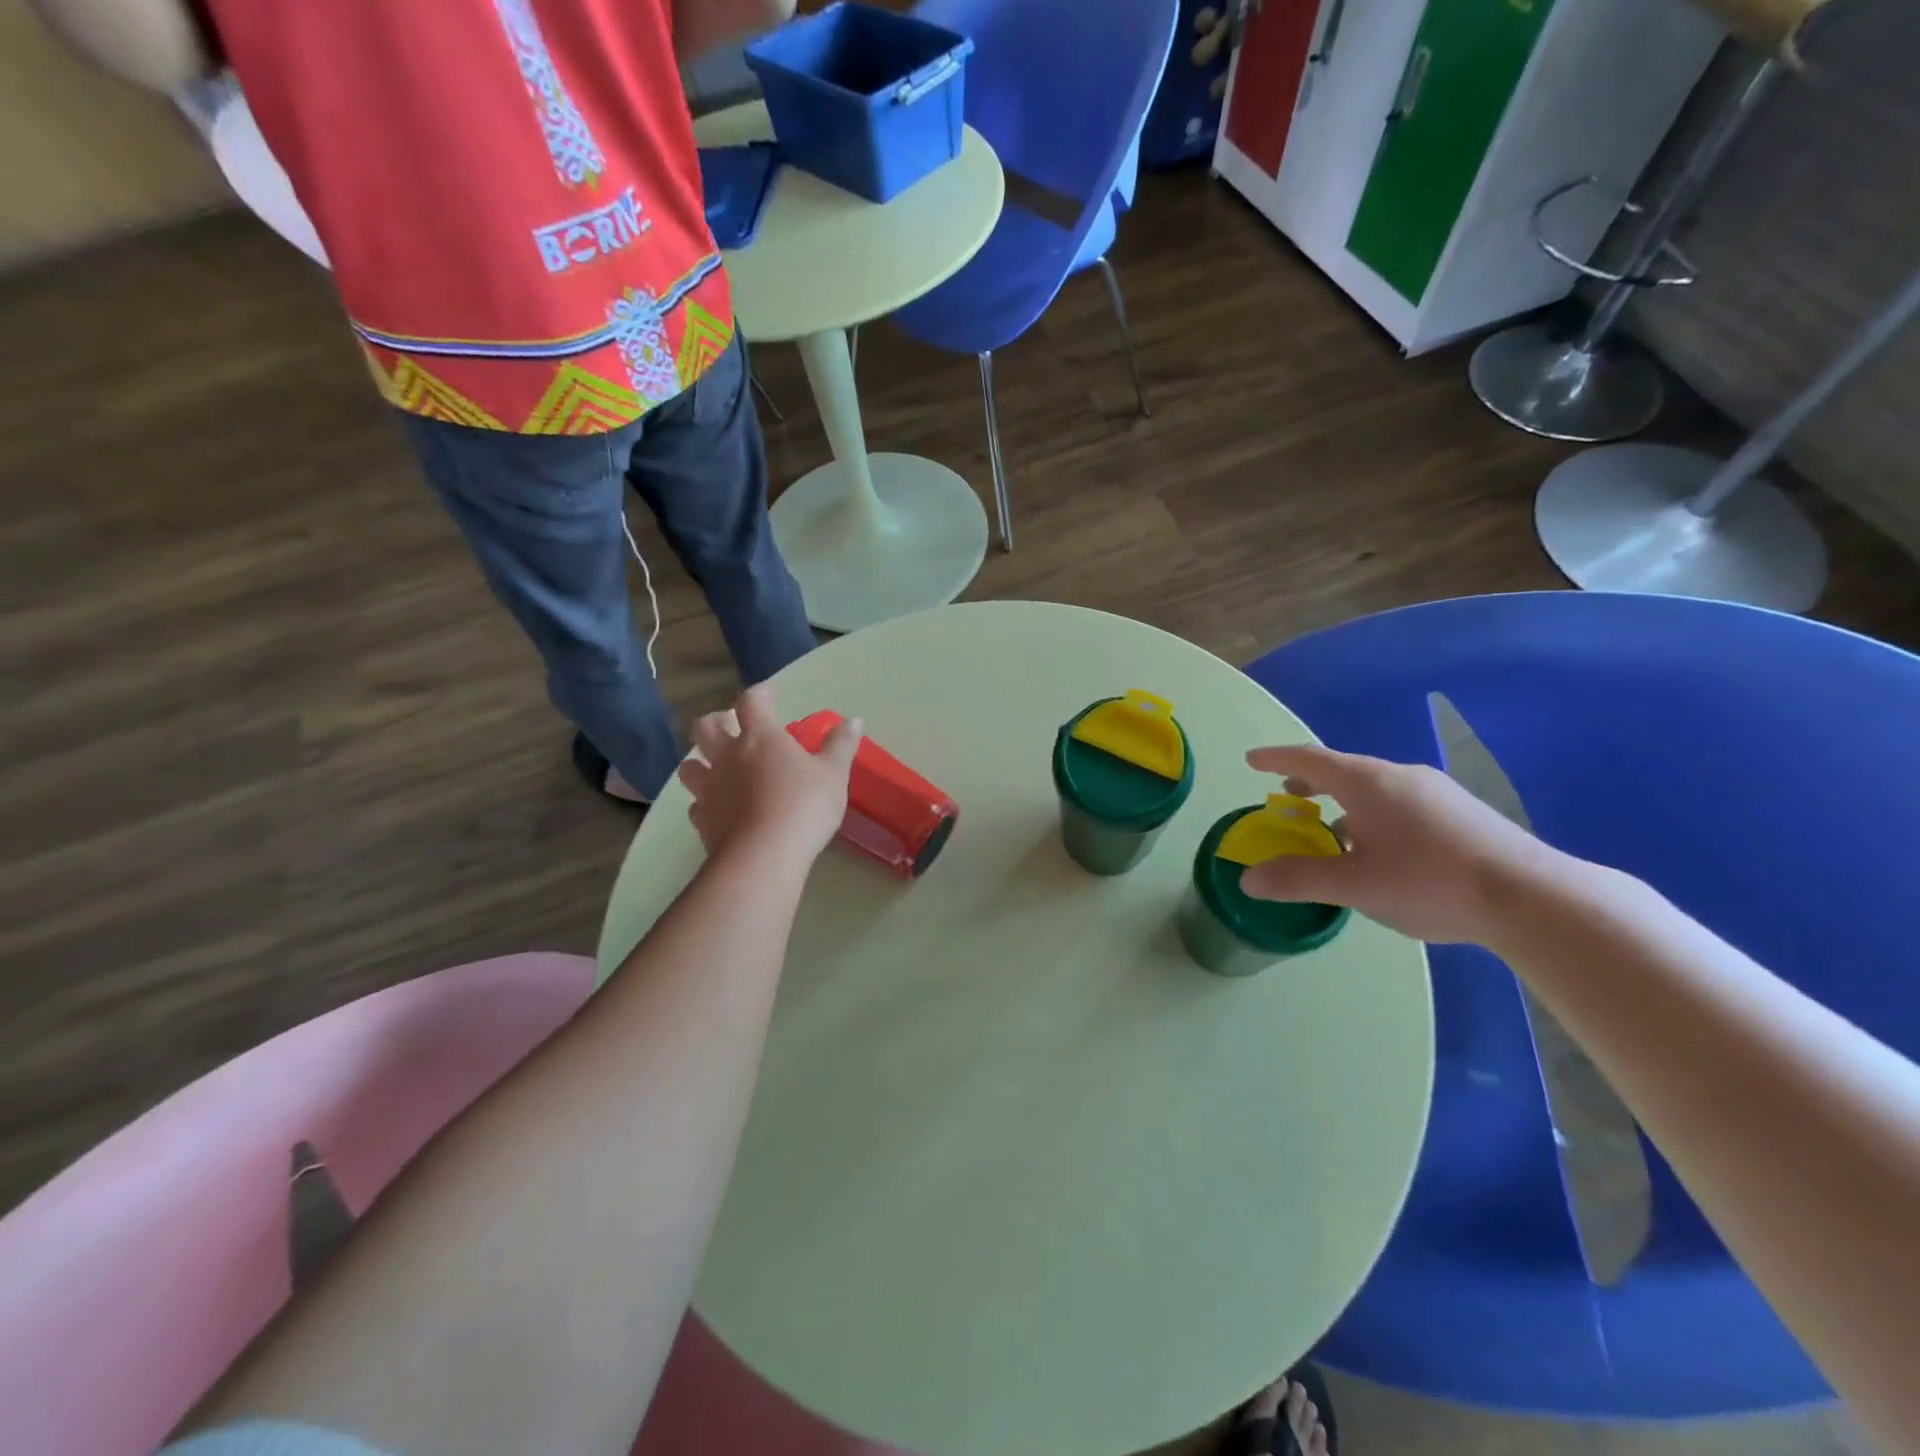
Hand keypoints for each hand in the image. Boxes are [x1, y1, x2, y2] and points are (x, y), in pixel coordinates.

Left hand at [676, 684, 860, 861]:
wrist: (763, 857)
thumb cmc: (804, 807)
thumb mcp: (833, 775)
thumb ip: (841, 746)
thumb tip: (853, 720)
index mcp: (760, 738)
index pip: (752, 701)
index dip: (760, 693)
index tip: (770, 693)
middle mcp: (728, 756)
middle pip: (706, 727)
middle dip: (717, 720)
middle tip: (733, 726)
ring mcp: (710, 789)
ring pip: (689, 765)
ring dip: (699, 760)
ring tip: (715, 766)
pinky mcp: (703, 820)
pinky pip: (696, 804)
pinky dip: (704, 802)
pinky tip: (717, 808)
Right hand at [1239, 743, 1559, 944]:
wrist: (1532, 898)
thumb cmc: (1429, 882)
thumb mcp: (1354, 886)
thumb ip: (1298, 879)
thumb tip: (1248, 880)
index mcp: (1367, 783)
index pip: (1309, 758)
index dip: (1276, 758)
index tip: (1252, 760)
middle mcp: (1400, 776)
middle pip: (1343, 770)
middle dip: (1310, 781)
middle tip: (1289, 795)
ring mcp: (1436, 792)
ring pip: (1375, 788)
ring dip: (1344, 801)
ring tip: (1333, 829)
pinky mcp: (1462, 812)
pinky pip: (1401, 802)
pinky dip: (1374, 814)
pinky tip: (1383, 849)